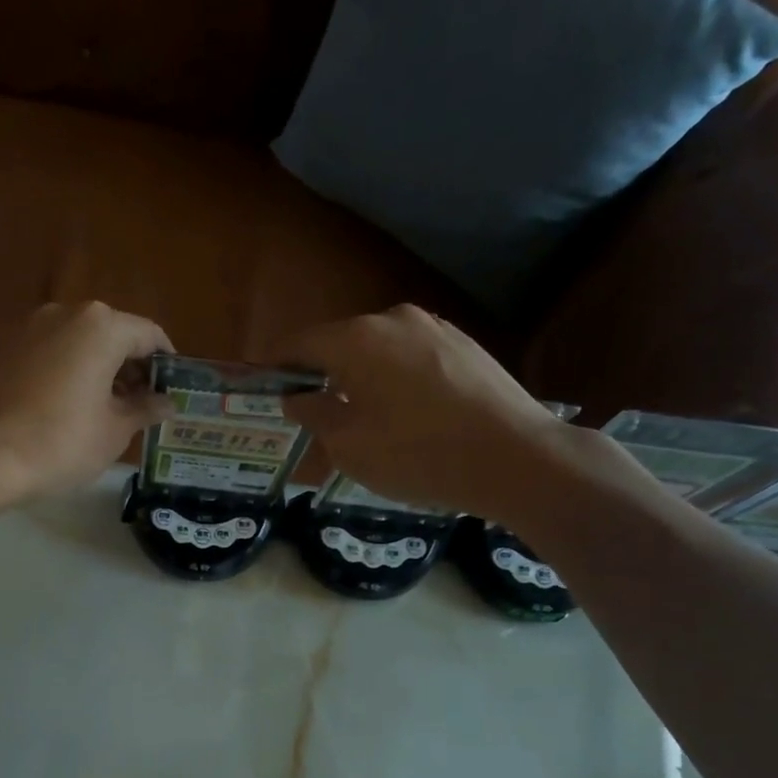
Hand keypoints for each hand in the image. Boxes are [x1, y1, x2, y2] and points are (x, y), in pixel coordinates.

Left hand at [0, 302, 173, 502]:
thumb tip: (166, 403)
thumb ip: (145, 409)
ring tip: (112, 410)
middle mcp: (65, 314)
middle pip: (113, 334)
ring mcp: (31, 328)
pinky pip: (53, 354)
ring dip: (102, 370)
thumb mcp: (115, 430)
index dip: (167, 363)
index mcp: (101, 326)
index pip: (149, 335)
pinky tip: (73, 407)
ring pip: (81, 343)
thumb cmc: (62, 442)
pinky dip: (71, 372)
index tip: (173, 390)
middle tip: (145, 404)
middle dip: (133, 367)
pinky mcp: (6, 349)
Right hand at [261, 305, 567, 523]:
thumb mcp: (349, 446)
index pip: (300, 344)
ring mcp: (435, 329)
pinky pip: (411, 358)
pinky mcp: (465, 346)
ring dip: (360, 378)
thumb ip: (314, 415)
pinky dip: (394, 380)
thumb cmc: (417, 454)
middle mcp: (395, 320)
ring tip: (359, 417)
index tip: (262, 385)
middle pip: (341, 344)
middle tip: (311, 412)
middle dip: (320, 375)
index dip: (276, 365)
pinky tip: (404, 414)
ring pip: (379, 351)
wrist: (515, 457)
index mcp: (358, 339)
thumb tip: (298, 397)